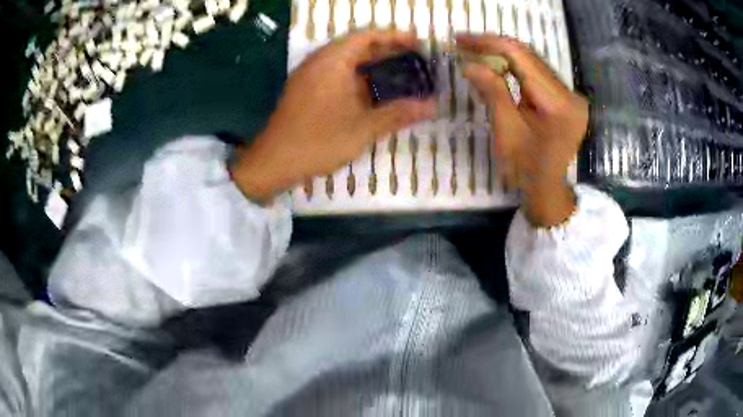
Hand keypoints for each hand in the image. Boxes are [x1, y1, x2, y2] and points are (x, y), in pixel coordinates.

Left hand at [232, 30, 436, 201]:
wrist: (273, 162)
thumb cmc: (318, 141)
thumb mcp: (363, 128)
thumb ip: (398, 113)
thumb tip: (433, 106)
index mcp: (332, 61)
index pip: (367, 36)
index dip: (393, 37)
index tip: (416, 42)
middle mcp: (319, 62)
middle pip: (356, 46)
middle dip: (386, 51)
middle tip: (413, 59)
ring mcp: (310, 76)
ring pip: (346, 62)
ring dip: (371, 66)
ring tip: (399, 74)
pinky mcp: (305, 91)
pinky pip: (336, 75)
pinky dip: (357, 78)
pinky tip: (373, 93)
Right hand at [457, 35, 588, 226]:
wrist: (547, 189)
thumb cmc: (526, 168)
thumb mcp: (506, 132)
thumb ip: (492, 92)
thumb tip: (470, 63)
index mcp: (558, 105)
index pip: (522, 58)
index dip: (490, 44)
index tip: (461, 40)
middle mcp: (570, 94)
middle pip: (530, 56)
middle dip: (495, 46)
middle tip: (464, 43)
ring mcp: (571, 95)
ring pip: (534, 61)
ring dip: (504, 54)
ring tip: (476, 50)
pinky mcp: (567, 97)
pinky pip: (539, 73)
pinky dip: (516, 66)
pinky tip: (498, 64)